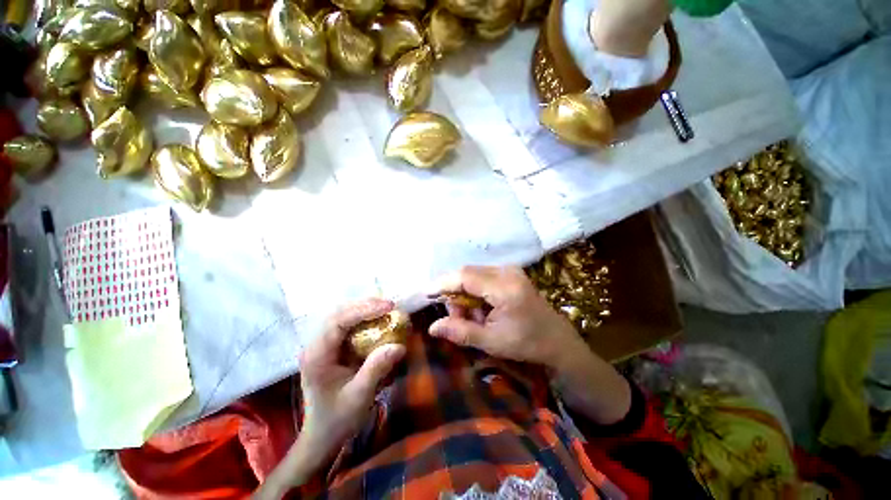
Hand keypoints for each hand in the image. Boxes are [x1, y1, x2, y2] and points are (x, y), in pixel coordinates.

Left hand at [299, 298, 405, 460]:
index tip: (388, 307)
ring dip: (363, 308)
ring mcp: (320, 345)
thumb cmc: (338, 418)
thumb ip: (377, 369)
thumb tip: (399, 345)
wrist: (321, 435)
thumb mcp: (359, 396)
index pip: (338, 321)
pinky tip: (375, 319)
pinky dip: (361, 317)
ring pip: (340, 315)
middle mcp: (315, 345)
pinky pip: (344, 324)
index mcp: (317, 356)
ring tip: (384, 308)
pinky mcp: (328, 347)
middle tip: (389, 305)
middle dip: (364, 305)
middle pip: (338, 313)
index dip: (363, 310)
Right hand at [429, 266, 585, 368]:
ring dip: (464, 294)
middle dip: (454, 293)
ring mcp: (510, 270)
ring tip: (470, 317)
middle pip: (467, 273)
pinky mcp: (510, 273)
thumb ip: (461, 332)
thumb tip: (432, 327)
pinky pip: (482, 277)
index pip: (465, 277)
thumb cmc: (527, 344)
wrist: (557, 341)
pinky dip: (474, 292)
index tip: (425, 293)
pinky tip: (480, 310)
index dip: (442, 283)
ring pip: (473, 274)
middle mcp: (507, 272)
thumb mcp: (492, 342)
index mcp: (505, 288)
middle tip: (454, 317)